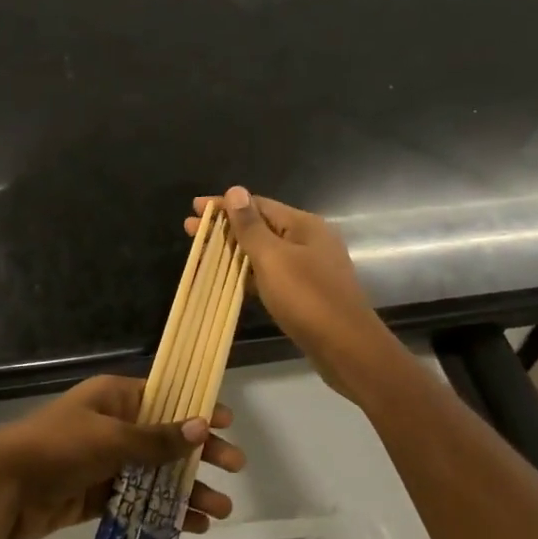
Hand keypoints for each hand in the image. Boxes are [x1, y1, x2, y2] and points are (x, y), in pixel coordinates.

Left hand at [0, 376, 241, 538]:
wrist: (2, 488)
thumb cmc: (58, 448)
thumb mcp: (110, 438)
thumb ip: (157, 438)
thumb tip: (202, 424)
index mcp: (114, 399)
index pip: (166, 399)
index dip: (197, 410)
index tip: (228, 424)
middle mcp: (113, 426)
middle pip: (166, 439)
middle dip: (200, 456)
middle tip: (235, 470)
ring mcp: (105, 463)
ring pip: (155, 475)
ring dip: (186, 490)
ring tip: (219, 512)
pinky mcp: (97, 496)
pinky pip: (138, 501)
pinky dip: (162, 512)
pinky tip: (188, 527)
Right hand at [189, 187, 396, 400]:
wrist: (347, 348)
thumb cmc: (308, 298)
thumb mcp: (273, 259)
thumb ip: (251, 226)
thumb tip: (235, 190)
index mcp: (304, 225)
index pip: (257, 205)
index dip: (225, 206)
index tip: (195, 209)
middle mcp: (309, 241)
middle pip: (261, 227)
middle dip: (225, 228)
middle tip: (190, 229)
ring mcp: (309, 268)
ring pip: (264, 252)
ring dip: (234, 250)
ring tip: (203, 253)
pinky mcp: (305, 293)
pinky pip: (271, 274)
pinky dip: (248, 273)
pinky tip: (229, 278)